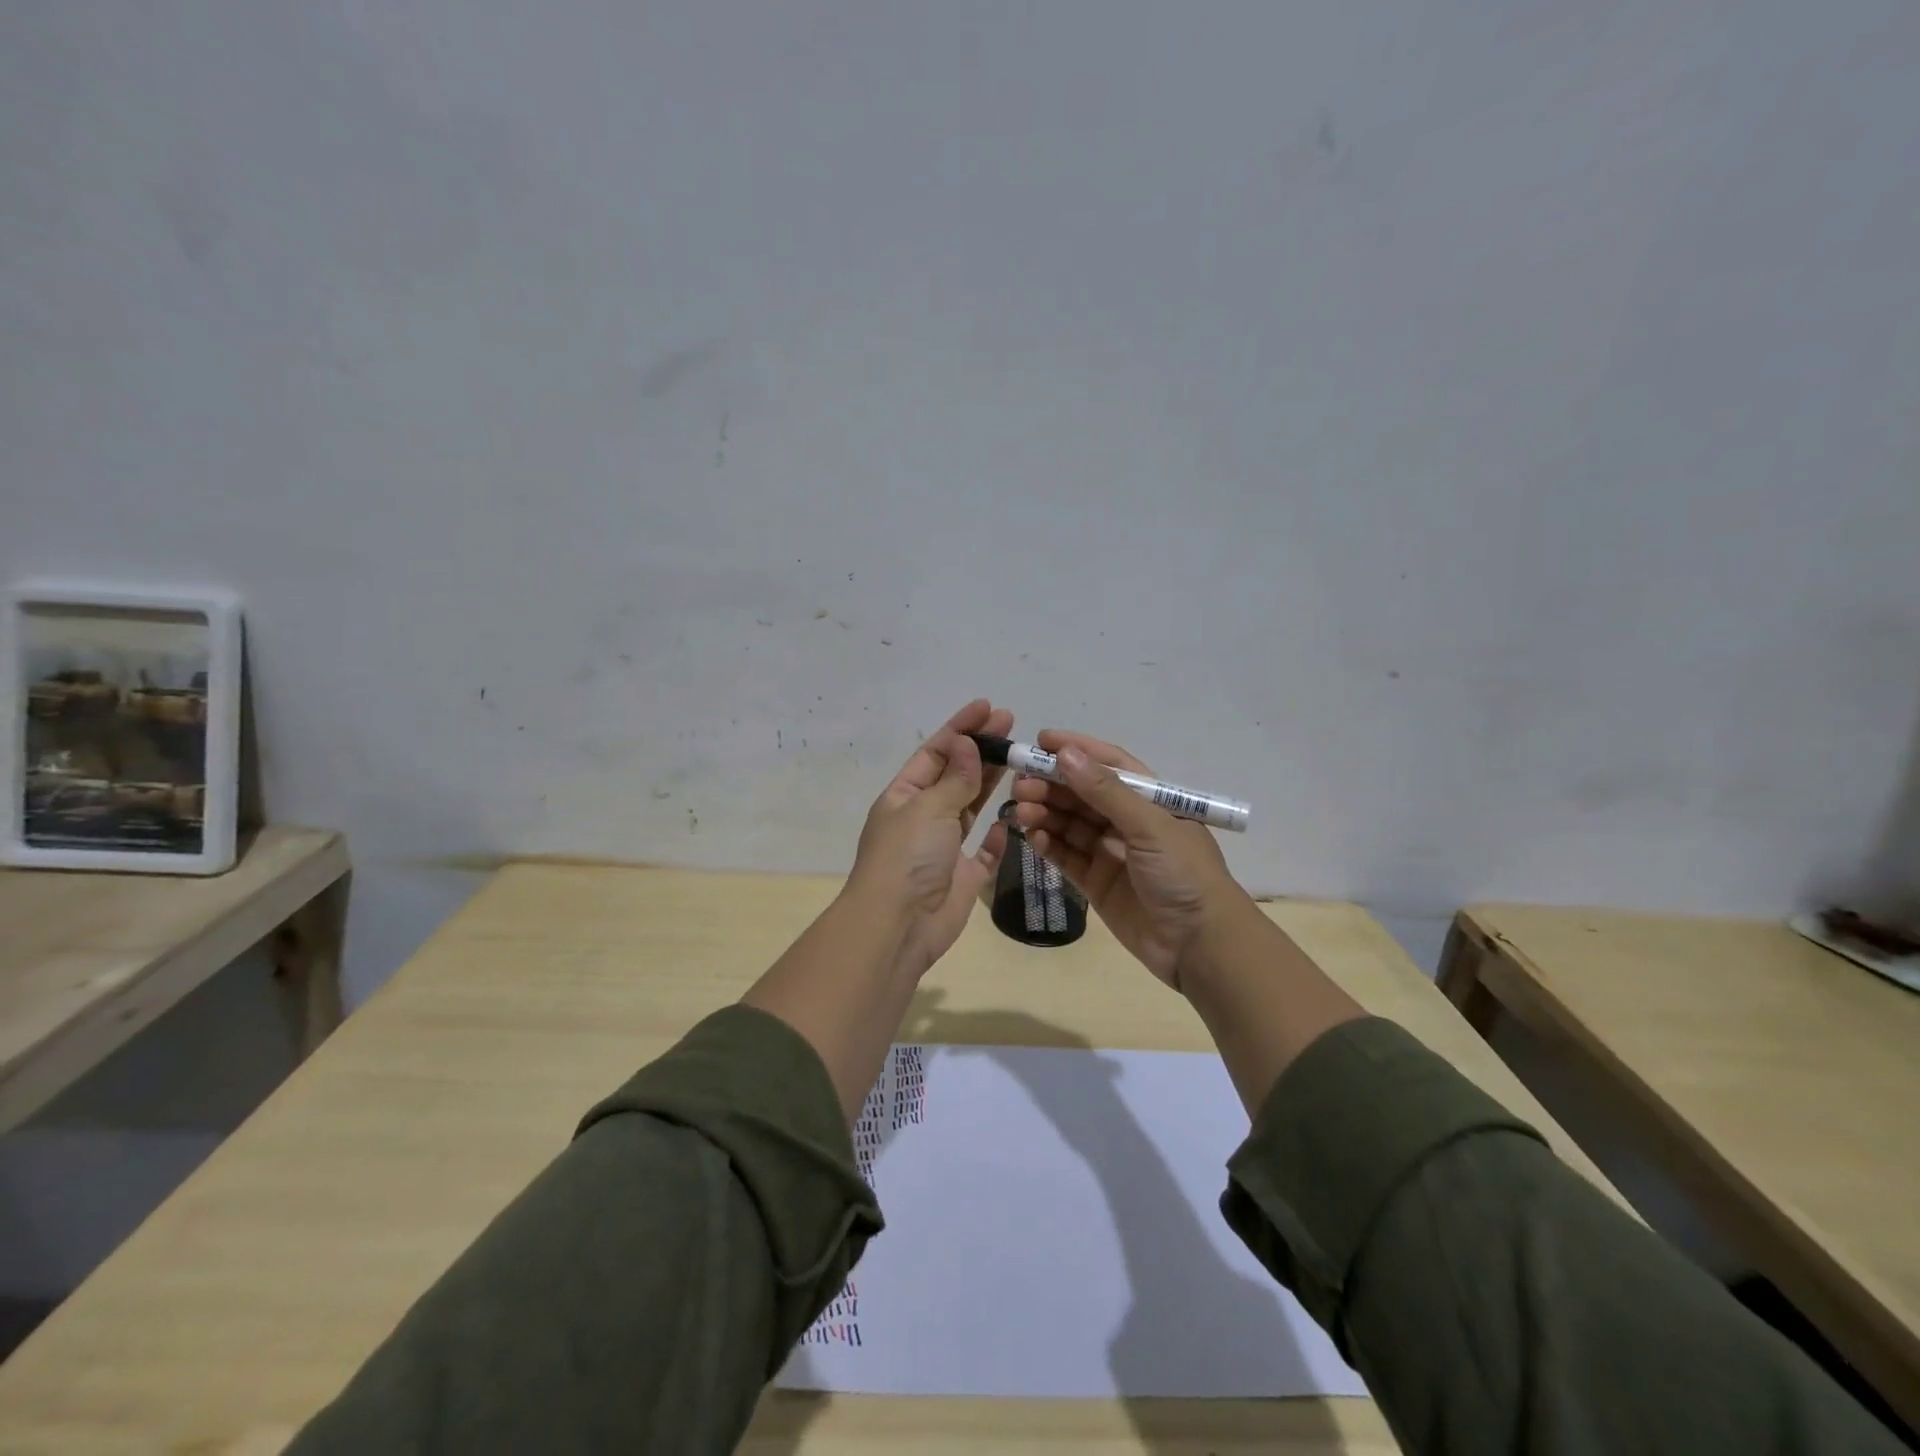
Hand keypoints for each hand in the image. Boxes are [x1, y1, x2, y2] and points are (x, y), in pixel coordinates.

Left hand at [847, 698, 1013, 973]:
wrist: (898, 926)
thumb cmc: (906, 858)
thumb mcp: (928, 808)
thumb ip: (954, 778)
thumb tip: (966, 743)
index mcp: (904, 796)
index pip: (935, 752)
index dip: (960, 728)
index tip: (988, 707)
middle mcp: (923, 817)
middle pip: (955, 775)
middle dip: (980, 749)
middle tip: (1011, 723)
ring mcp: (943, 848)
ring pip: (970, 808)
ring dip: (990, 783)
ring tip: (1018, 758)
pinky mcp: (964, 877)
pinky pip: (985, 852)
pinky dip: (998, 837)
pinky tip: (1011, 820)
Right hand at [1010, 730, 1243, 990]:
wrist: (1200, 945)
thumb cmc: (1184, 874)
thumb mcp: (1149, 825)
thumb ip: (1106, 791)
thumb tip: (1066, 754)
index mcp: (1150, 799)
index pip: (1109, 764)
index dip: (1076, 750)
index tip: (1041, 741)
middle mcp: (1129, 821)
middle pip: (1083, 794)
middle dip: (1052, 785)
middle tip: (1020, 784)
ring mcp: (1111, 852)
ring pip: (1070, 824)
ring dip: (1045, 813)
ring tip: (1020, 811)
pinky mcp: (1097, 883)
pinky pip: (1067, 856)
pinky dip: (1049, 845)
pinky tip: (1031, 837)